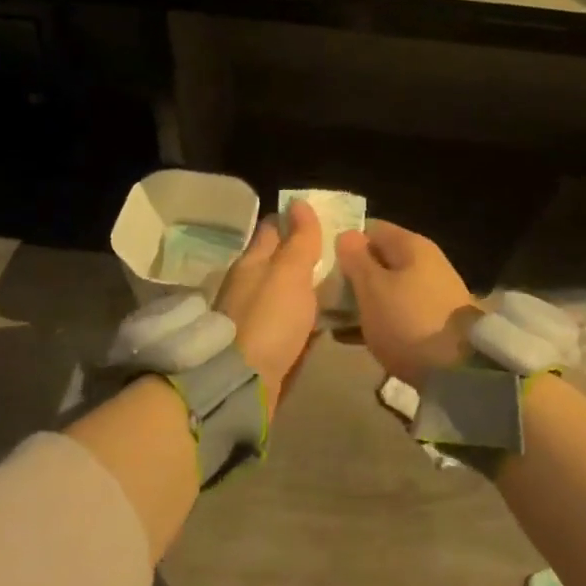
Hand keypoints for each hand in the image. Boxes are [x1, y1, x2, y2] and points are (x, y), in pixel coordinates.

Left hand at [216, 199, 322, 412]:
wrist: (244, 383)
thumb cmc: (269, 319)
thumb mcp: (290, 273)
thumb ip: (299, 240)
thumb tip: (298, 201)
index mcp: (252, 261)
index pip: (273, 228)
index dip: (295, 218)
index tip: (322, 215)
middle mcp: (250, 284)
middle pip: (279, 260)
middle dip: (305, 253)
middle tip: (340, 250)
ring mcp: (255, 316)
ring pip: (286, 291)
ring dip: (308, 286)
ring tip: (341, 281)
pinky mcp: (264, 344)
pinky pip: (290, 321)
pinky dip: (307, 315)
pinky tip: (327, 317)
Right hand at [336, 221, 479, 384]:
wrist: (459, 371)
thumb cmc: (408, 321)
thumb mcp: (373, 288)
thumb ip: (356, 259)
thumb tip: (347, 235)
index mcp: (411, 245)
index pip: (371, 229)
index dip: (345, 242)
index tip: (322, 262)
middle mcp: (424, 263)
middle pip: (378, 260)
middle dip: (350, 276)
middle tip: (321, 294)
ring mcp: (430, 294)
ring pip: (385, 289)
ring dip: (360, 301)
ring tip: (330, 318)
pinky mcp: (431, 322)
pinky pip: (395, 313)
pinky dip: (375, 321)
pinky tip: (350, 338)